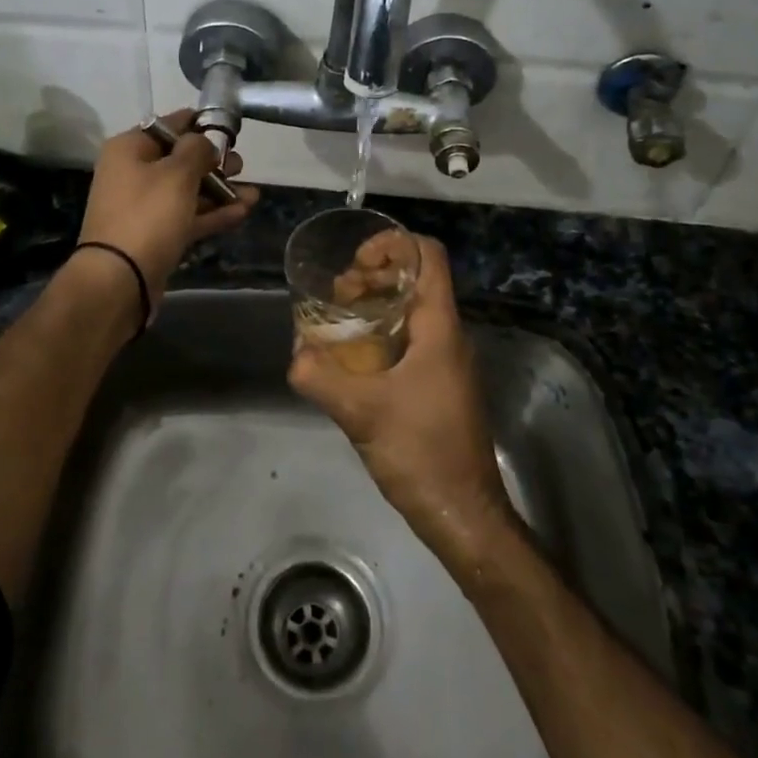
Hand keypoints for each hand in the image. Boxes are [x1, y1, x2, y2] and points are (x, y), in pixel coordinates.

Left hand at [78, 109, 258, 303]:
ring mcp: (145, 207)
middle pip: (180, 160)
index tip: (229, 128)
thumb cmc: (148, 215)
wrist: (120, 280)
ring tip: (253, 193)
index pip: (169, 125)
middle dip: (214, 162)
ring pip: (188, 191)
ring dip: (220, 191)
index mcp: (130, 149)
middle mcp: (133, 173)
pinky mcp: (156, 235)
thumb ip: (197, 149)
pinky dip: (213, 214)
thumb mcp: (177, 173)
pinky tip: (243, 212)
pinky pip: (188, 217)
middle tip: (241, 165)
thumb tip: (204, 141)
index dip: (200, 124)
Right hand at [289, 236, 513, 567]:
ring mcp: (446, 361)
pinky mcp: (439, 384)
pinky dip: (381, 334)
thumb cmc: (421, 452)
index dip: (393, 244)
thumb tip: (295, 355)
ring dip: (375, 306)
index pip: (428, 256)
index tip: (355, 262)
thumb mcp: (361, 412)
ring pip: (412, 311)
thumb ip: (320, 377)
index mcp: (440, 328)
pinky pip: (410, 340)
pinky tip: (351, 357)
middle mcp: (448, 336)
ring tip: (337, 323)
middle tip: (338, 295)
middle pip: (416, 279)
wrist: (462, 513)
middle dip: (374, 276)